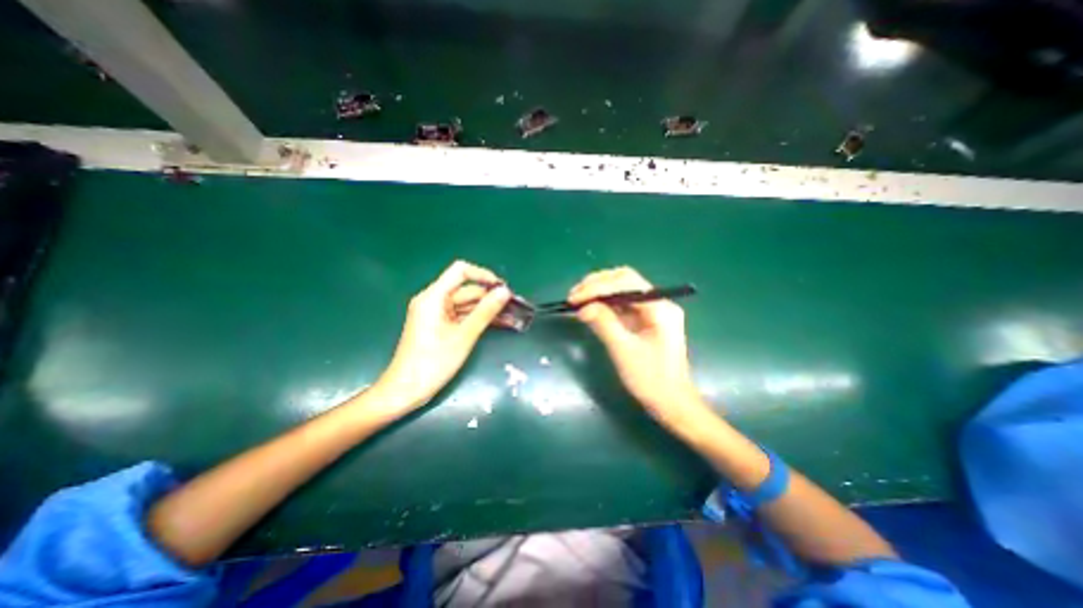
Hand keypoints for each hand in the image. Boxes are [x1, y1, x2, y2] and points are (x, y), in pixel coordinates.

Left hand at [373, 259, 512, 410]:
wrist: (405, 391)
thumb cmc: (433, 363)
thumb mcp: (464, 336)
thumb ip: (485, 311)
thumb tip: (505, 291)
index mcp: (433, 297)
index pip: (461, 271)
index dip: (483, 275)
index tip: (502, 289)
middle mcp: (433, 300)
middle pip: (466, 290)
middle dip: (490, 297)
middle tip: (514, 307)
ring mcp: (436, 314)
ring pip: (466, 304)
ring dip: (487, 310)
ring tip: (512, 317)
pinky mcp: (439, 326)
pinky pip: (462, 316)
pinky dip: (478, 319)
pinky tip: (498, 324)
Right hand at [566, 269, 701, 424]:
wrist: (671, 403)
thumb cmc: (651, 380)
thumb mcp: (624, 351)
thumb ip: (604, 323)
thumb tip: (583, 306)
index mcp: (660, 308)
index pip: (627, 282)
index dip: (598, 287)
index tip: (575, 298)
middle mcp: (658, 302)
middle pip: (625, 280)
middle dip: (597, 284)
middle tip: (574, 296)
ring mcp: (652, 310)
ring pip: (622, 290)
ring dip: (598, 292)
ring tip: (576, 300)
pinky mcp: (644, 320)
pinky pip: (622, 304)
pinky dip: (603, 304)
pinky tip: (589, 308)